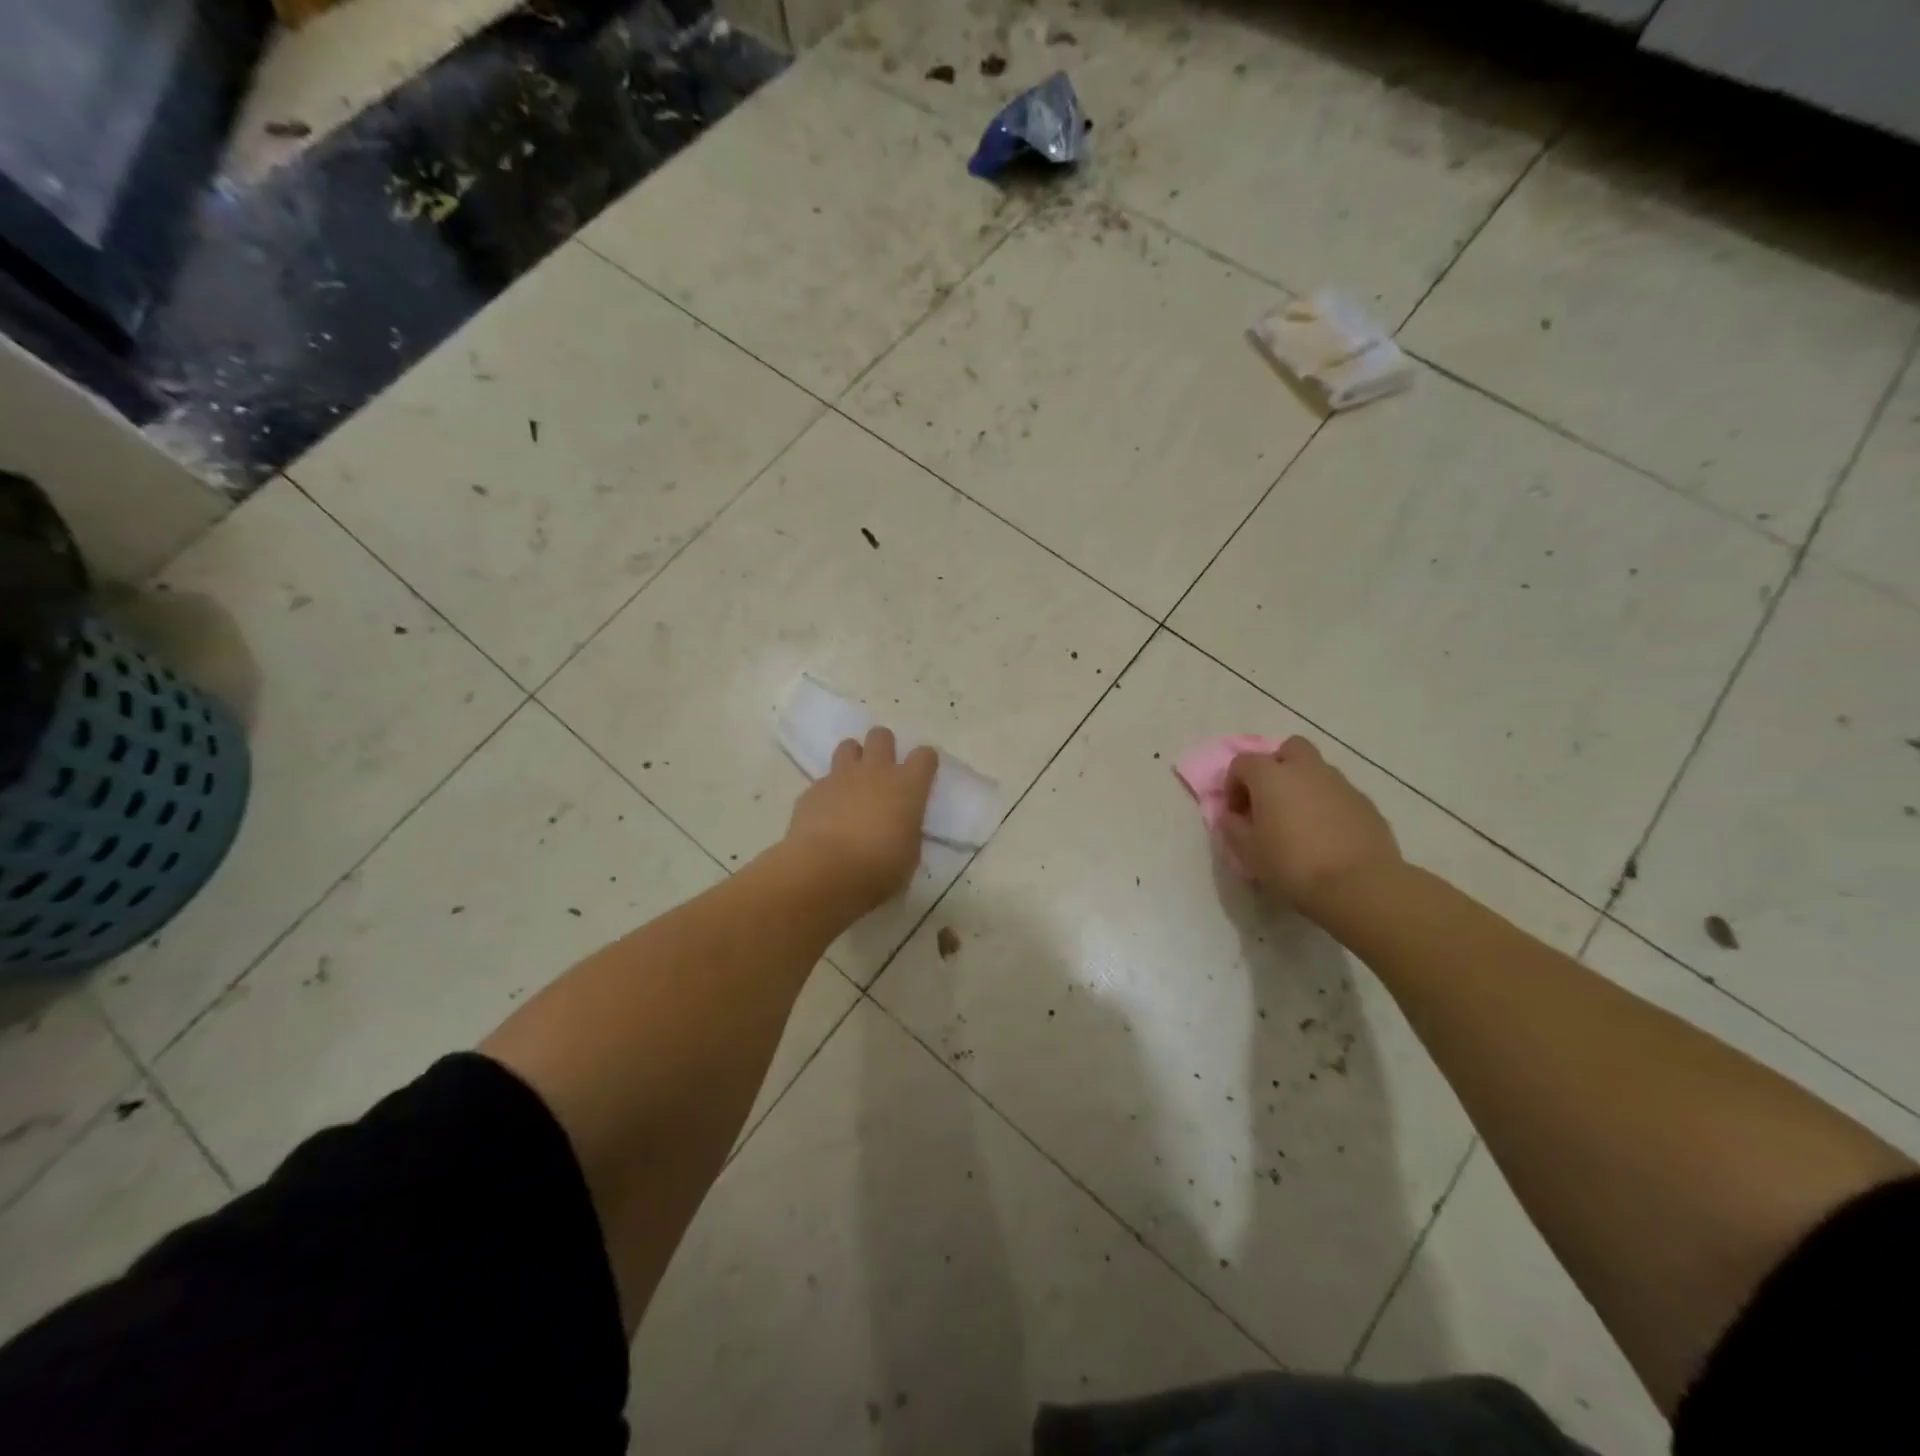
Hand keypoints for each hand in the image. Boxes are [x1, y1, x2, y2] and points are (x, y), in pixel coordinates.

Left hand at [785, 727, 937, 913]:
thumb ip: (907, 829)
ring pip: (848, 746)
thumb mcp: (909, 854)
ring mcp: (841, 777)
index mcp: (907, 786)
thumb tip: (900, 826)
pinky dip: (828, 792)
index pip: (924, 756)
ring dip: (853, 759)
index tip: (922, 775)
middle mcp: (875, 771)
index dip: (925, 762)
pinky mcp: (813, 790)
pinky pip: (824, 780)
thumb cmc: (879, 868)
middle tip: (882, 770)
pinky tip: (827, 814)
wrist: (825, 871)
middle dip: (883, 747)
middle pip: (881, 736)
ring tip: (853, 783)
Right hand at [1221, 736, 1401, 918]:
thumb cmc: (1293, 865)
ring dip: (1303, 787)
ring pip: (1317, 771)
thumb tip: (1233, 816)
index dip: (1234, 785)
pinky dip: (1328, 806)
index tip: (1236, 814)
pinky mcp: (1366, 804)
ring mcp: (1341, 784)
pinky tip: (1326, 836)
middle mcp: (1306, 770)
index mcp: (1271, 776)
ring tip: (1300, 823)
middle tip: (1270, 801)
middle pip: (1289, 749)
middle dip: (1276, 768)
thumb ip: (1233, 827)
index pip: (1242, 763)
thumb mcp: (1248, 852)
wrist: (1359, 886)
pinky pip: (1339, 794)